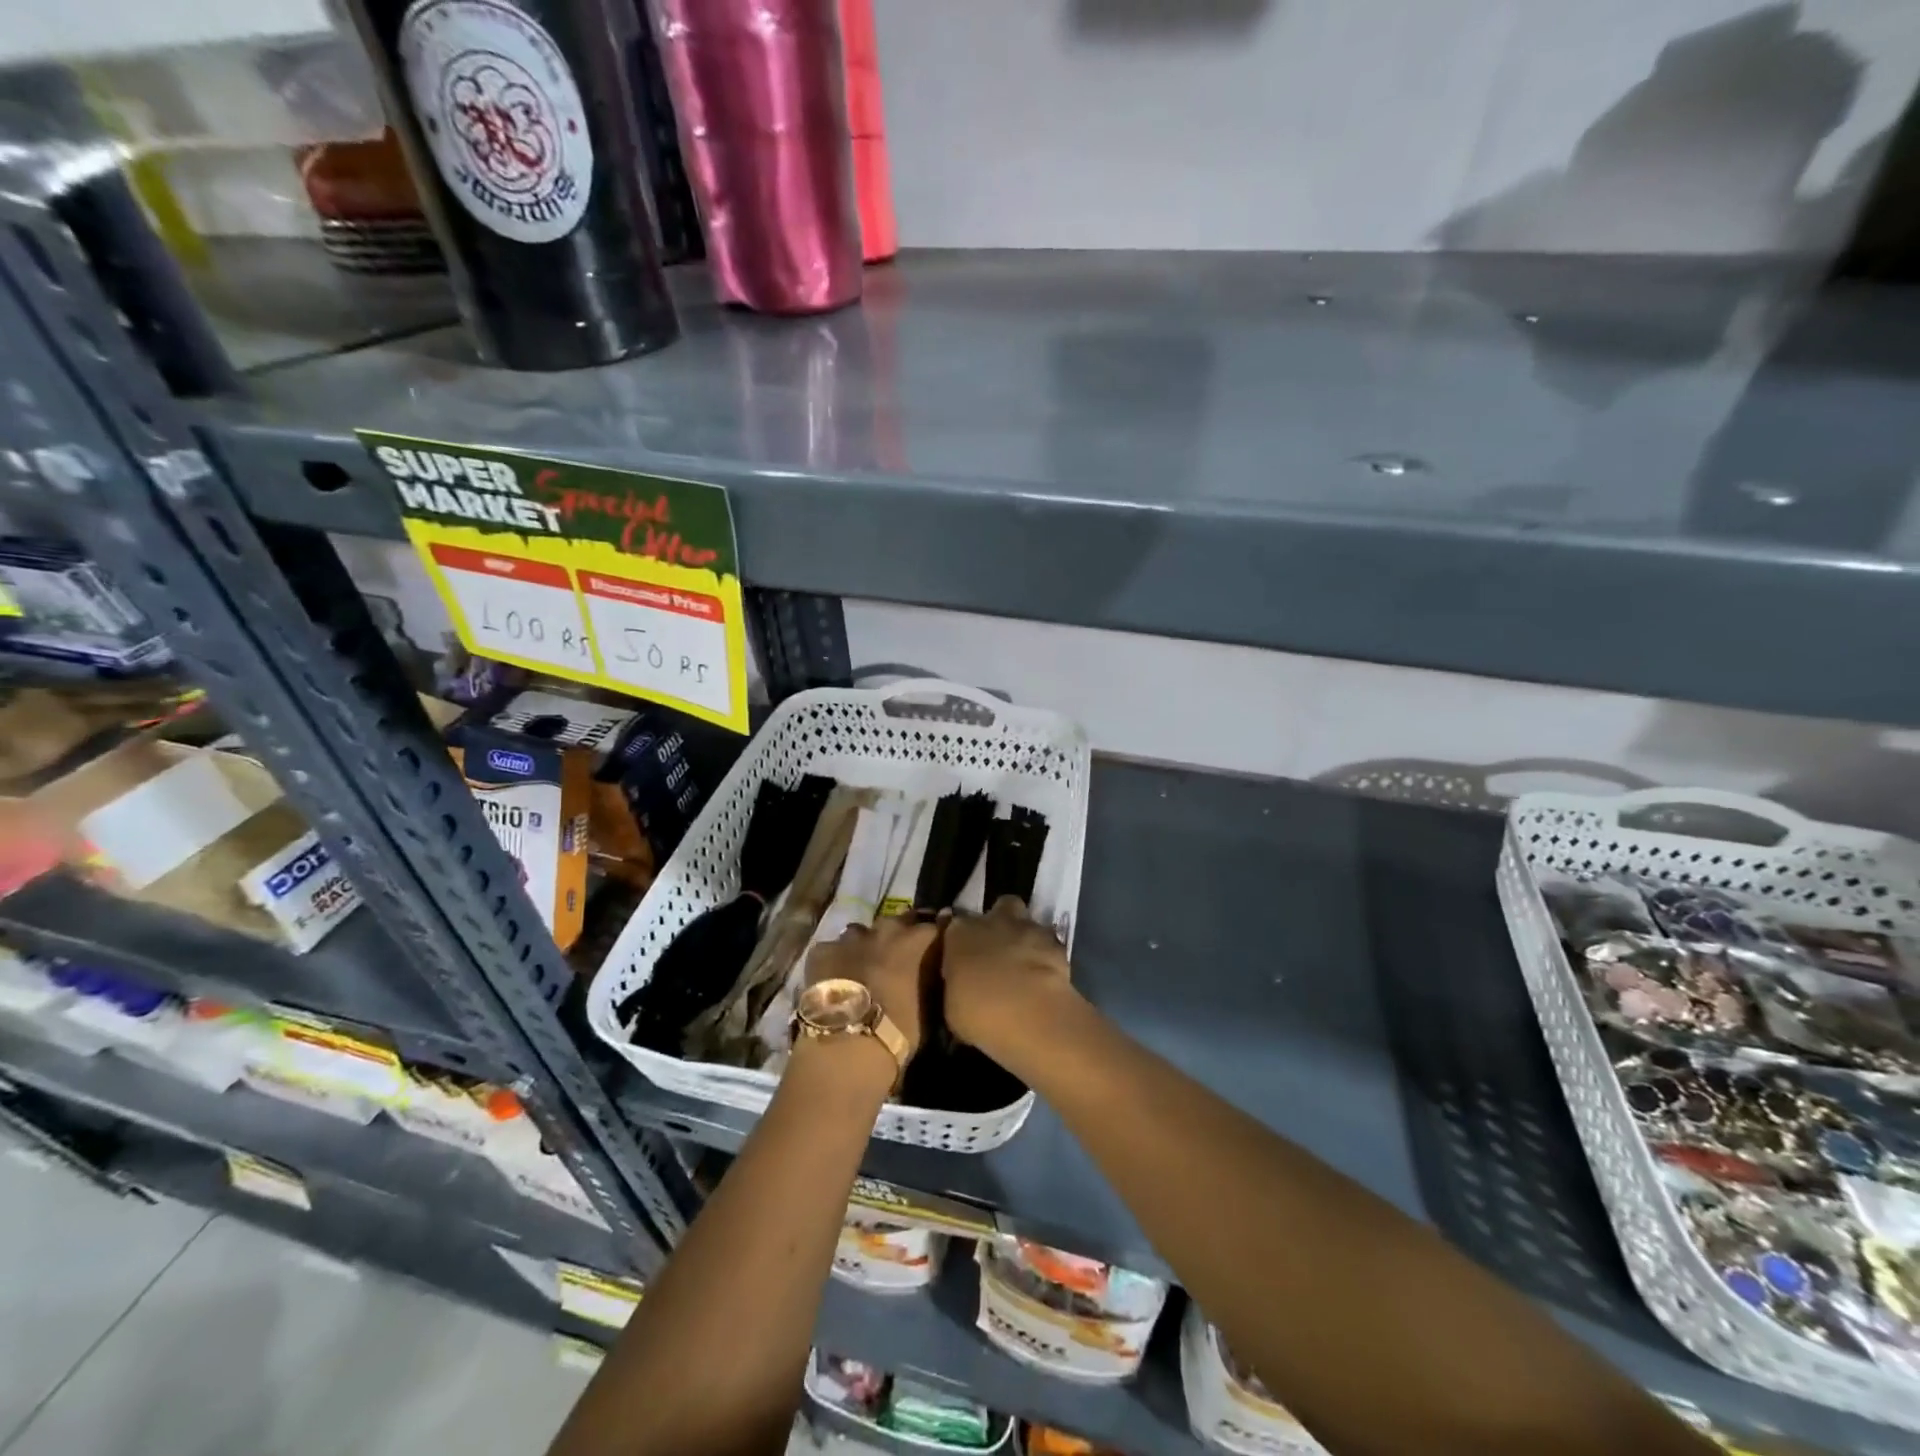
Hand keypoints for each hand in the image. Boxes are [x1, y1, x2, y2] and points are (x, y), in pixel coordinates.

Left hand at [807, 914, 939, 1056]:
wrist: (849, 1044)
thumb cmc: (900, 1030)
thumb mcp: (931, 1006)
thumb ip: (931, 978)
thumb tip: (932, 970)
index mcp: (919, 940)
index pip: (937, 925)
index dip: (936, 936)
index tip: (937, 946)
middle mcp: (888, 929)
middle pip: (899, 921)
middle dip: (902, 934)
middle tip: (901, 956)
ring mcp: (852, 937)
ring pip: (862, 932)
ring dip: (867, 944)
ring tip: (865, 967)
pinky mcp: (823, 950)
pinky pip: (832, 949)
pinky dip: (836, 959)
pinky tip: (835, 977)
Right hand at [941, 896, 1075, 1054]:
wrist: (1028, 1013)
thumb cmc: (978, 1012)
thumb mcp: (952, 1005)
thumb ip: (957, 984)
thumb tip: (962, 984)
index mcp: (960, 933)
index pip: (956, 925)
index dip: (962, 940)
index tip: (964, 956)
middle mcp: (993, 921)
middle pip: (1000, 907)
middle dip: (1002, 921)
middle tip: (1000, 948)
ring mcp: (1028, 928)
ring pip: (1028, 921)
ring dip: (1026, 937)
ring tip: (1025, 964)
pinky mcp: (1056, 944)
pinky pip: (1050, 944)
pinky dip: (1047, 956)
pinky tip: (1045, 976)